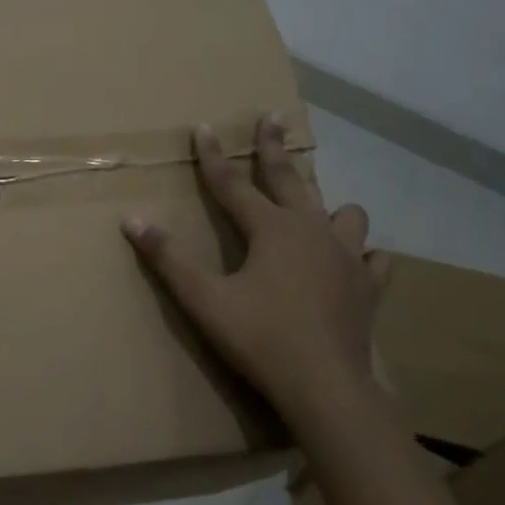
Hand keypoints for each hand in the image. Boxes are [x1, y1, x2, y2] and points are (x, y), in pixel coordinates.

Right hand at [121, 117, 390, 419]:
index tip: (202, 127)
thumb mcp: (203, 298)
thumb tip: (131, 220)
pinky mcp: (368, 288)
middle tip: (273, 118)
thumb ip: (167, 257)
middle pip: (290, 179)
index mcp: (271, 229)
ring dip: (328, 206)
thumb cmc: (259, 338)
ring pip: (345, 214)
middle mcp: (312, 231)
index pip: (232, 183)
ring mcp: (347, 257)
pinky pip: (373, 259)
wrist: (326, 387)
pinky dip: (364, 254)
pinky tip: (359, 260)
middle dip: (275, 148)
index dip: (212, 156)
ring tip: (319, 209)